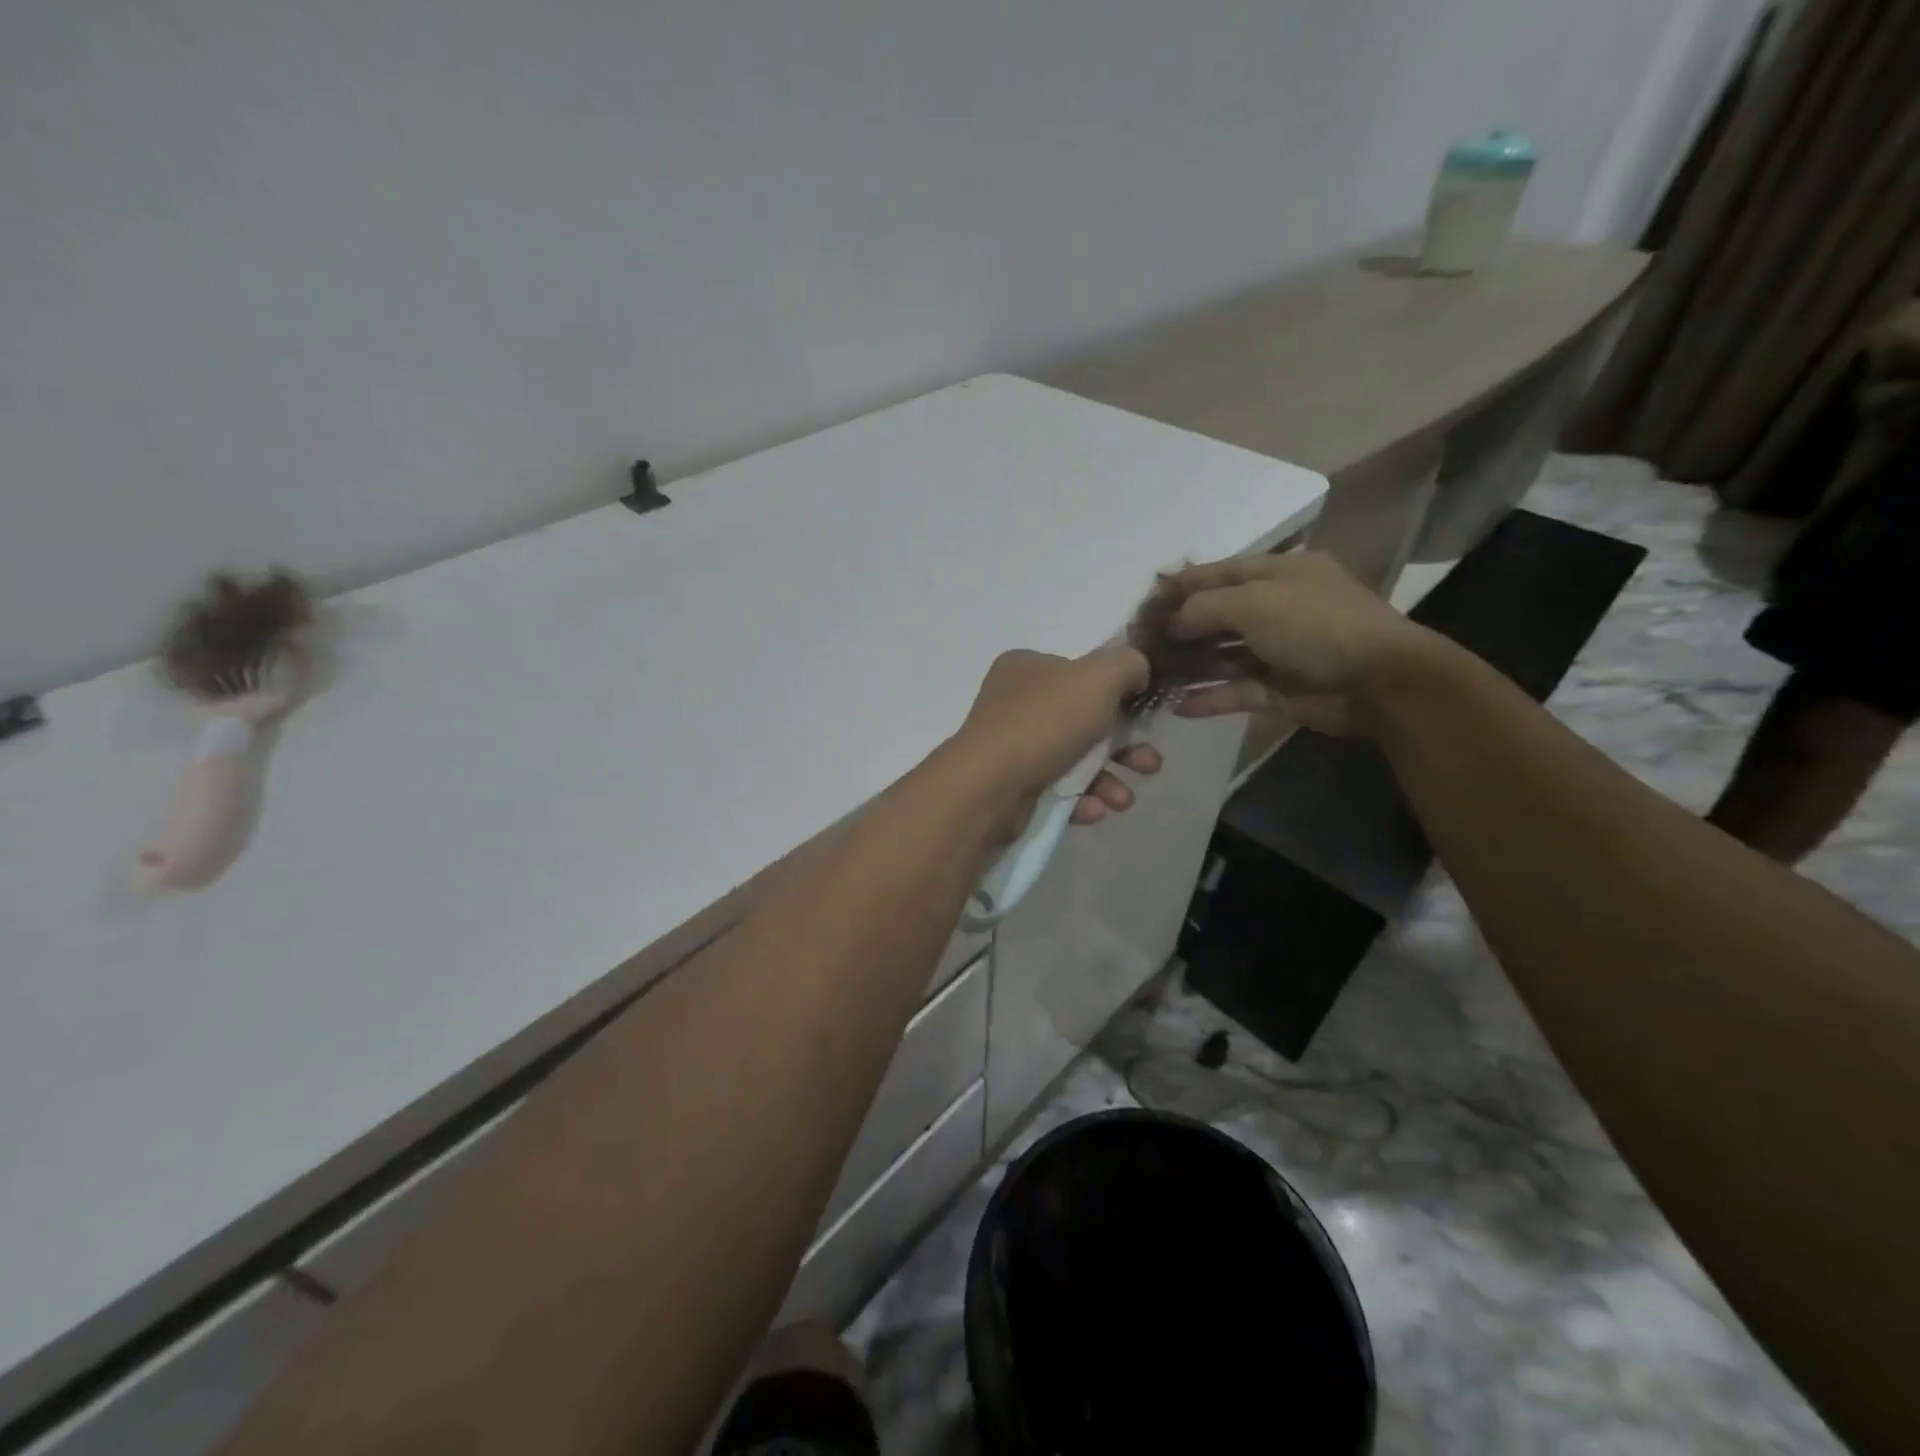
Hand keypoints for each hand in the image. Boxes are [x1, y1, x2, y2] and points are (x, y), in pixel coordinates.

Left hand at [949, 647, 1162, 830]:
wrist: (990, 786)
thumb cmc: (1045, 722)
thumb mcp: (1097, 677)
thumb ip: (1126, 664)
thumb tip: (1138, 671)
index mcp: (1027, 668)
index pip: (1080, 674)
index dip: (1117, 693)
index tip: (1144, 716)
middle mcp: (1015, 704)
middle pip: (1084, 722)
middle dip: (1124, 746)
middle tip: (1149, 764)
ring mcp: (1011, 748)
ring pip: (1074, 761)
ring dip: (1108, 780)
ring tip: (1124, 800)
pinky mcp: (1011, 788)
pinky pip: (1056, 791)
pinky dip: (1080, 800)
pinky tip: (1095, 810)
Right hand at [1157, 551, 1441, 736]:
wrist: (1380, 681)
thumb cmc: (1317, 625)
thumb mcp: (1255, 602)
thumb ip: (1203, 607)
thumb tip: (1170, 622)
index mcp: (1277, 574)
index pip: (1218, 573)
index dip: (1180, 585)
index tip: (1144, 600)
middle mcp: (1275, 609)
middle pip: (1215, 615)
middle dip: (1177, 628)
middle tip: (1138, 643)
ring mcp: (1276, 651)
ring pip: (1221, 656)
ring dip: (1187, 665)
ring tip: (1148, 676)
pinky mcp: (1277, 689)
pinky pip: (1233, 691)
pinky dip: (1208, 698)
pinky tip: (1177, 706)